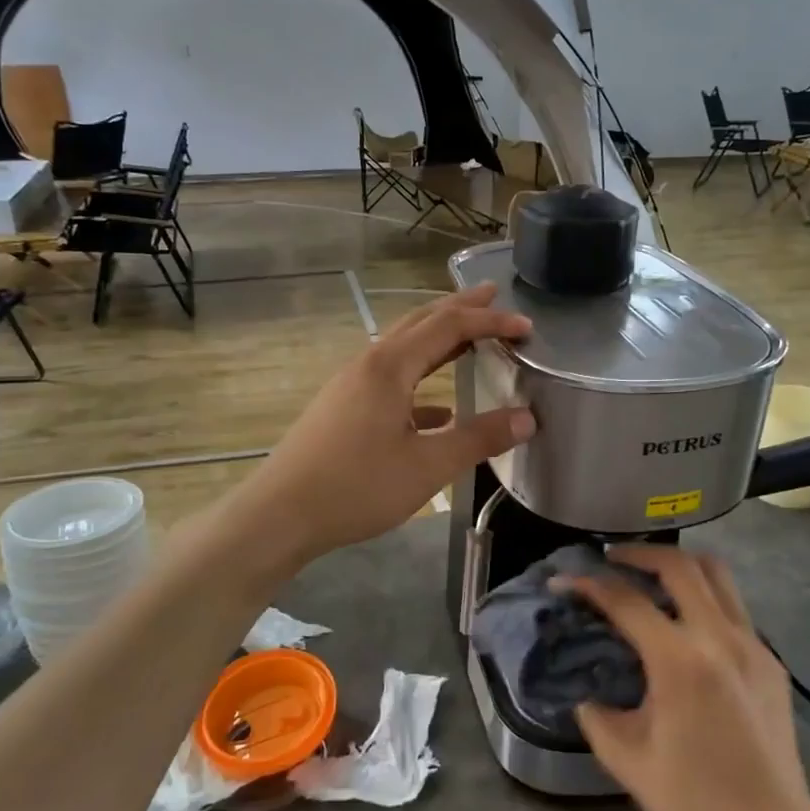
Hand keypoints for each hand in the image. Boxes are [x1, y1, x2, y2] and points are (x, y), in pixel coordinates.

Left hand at [240, 285, 533, 564]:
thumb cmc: (357, 487)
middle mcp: (369, 364)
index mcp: (390, 366)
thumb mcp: (427, 466)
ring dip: (438, 340)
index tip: (526, 327)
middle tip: (492, 296)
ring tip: (469, 339)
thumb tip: (528, 418)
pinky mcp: (343, 408)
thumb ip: (479, 438)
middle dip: (459, 309)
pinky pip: (390, 381)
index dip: (490, 321)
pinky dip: (420, 383)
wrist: (281, 514)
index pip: (449, 326)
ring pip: (403, 349)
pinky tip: (438, 412)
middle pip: (420, 323)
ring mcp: (351, 385)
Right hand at [560, 548, 809, 810]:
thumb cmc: (695, 801)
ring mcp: (753, 645)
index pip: (626, 601)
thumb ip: (595, 714)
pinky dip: (704, 596)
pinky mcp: (770, 659)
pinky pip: (734, 606)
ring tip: (650, 574)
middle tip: (610, 559)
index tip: (563, 581)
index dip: (588, 584)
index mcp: (680, 663)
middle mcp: (720, 639)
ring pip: (717, 574)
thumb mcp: (626, 760)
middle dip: (638, 553)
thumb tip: (584, 689)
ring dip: (678, 564)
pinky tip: (686, 622)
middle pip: (679, 566)